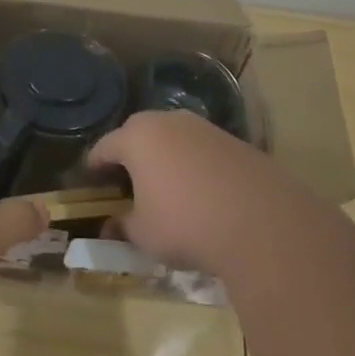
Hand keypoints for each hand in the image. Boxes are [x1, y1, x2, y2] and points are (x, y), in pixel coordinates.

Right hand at [88, 110, 316, 272]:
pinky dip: (194, 166)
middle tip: (127, 185)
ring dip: (164, 159)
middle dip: (130, 158)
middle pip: (138, 135)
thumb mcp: (144, 234)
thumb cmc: (186, 224)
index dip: (94, 167)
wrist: (262, 223)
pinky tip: (201, 193)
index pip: (104, 147)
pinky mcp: (234, 141)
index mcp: (137, 137)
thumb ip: (122, 226)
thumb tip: (111, 226)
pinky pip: (201, 150)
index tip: (92, 184)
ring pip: (173, 139)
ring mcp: (204, 128)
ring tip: (166, 188)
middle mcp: (168, 121)